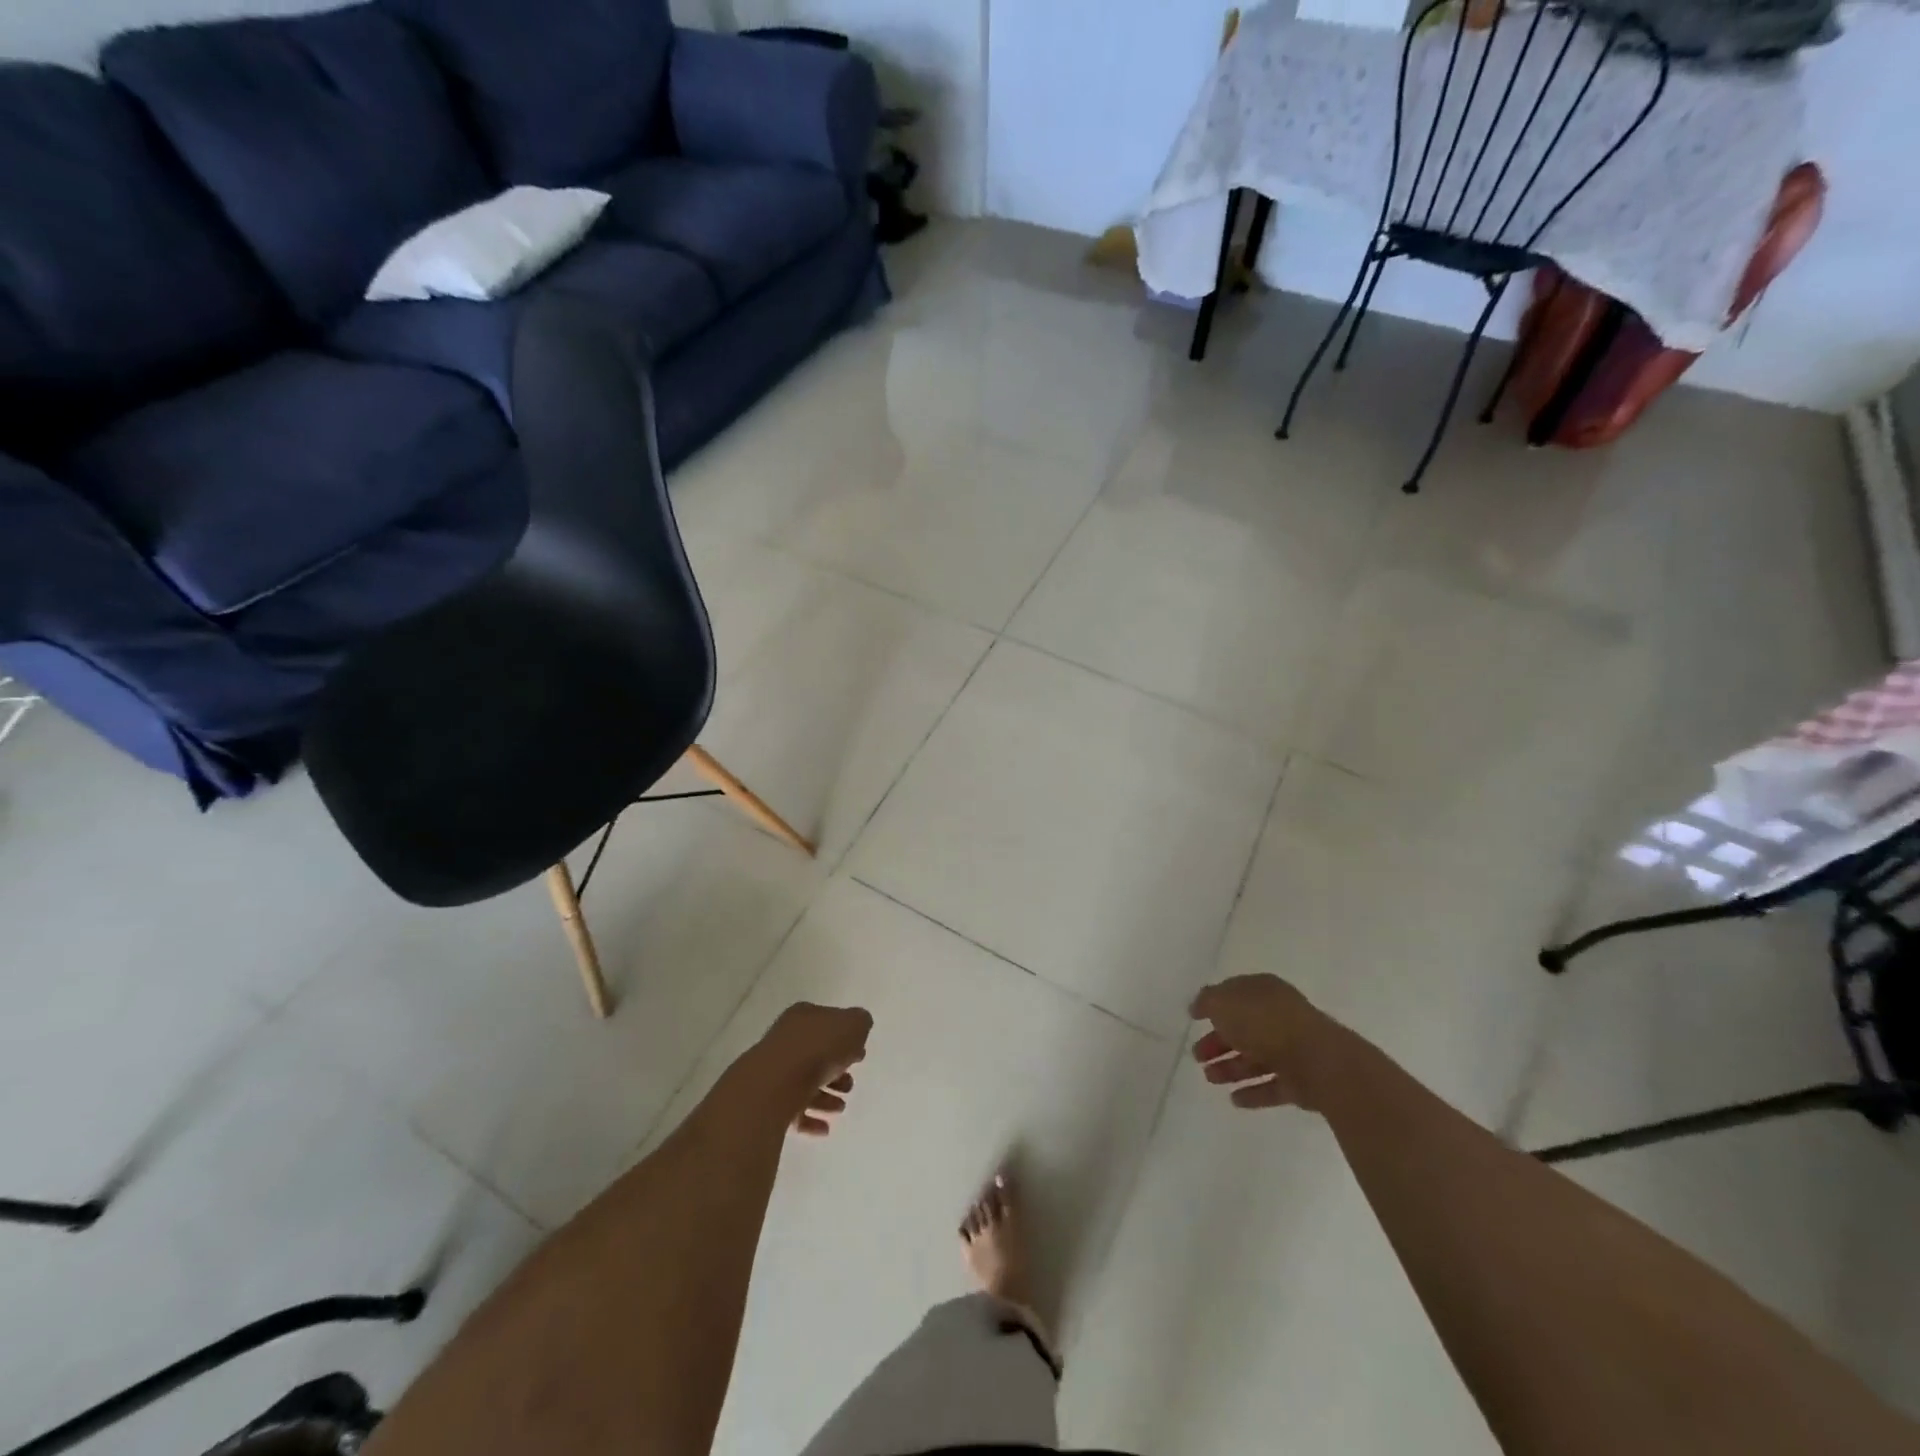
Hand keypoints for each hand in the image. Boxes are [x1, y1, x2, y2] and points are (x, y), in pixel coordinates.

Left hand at [749, 1002, 872, 1135]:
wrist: (775, 1085)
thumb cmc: (818, 1048)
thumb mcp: (853, 1025)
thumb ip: (860, 1022)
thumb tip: (858, 1026)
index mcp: (804, 1016)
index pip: (827, 1023)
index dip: (845, 1038)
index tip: (860, 1055)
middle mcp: (786, 1039)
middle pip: (816, 1054)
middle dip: (836, 1071)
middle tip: (850, 1085)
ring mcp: (774, 1071)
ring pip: (804, 1082)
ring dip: (825, 1097)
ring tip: (840, 1108)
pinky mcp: (767, 1101)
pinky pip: (792, 1109)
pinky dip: (810, 1119)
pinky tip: (824, 1129)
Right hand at [1189, 975, 1339, 1110]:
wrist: (1317, 1061)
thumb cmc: (1265, 1023)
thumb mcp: (1224, 1002)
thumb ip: (1207, 1001)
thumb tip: (1198, 1005)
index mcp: (1264, 991)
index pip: (1234, 994)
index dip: (1213, 1005)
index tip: (1194, 1019)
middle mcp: (1279, 1016)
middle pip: (1243, 1029)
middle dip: (1218, 1042)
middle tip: (1197, 1055)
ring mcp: (1293, 1049)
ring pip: (1255, 1058)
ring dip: (1231, 1068)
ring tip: (1210, 1079)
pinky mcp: (1302, 1081)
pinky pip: (1272, 1085)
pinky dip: (1253, 1092)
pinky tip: (1234, 1099)